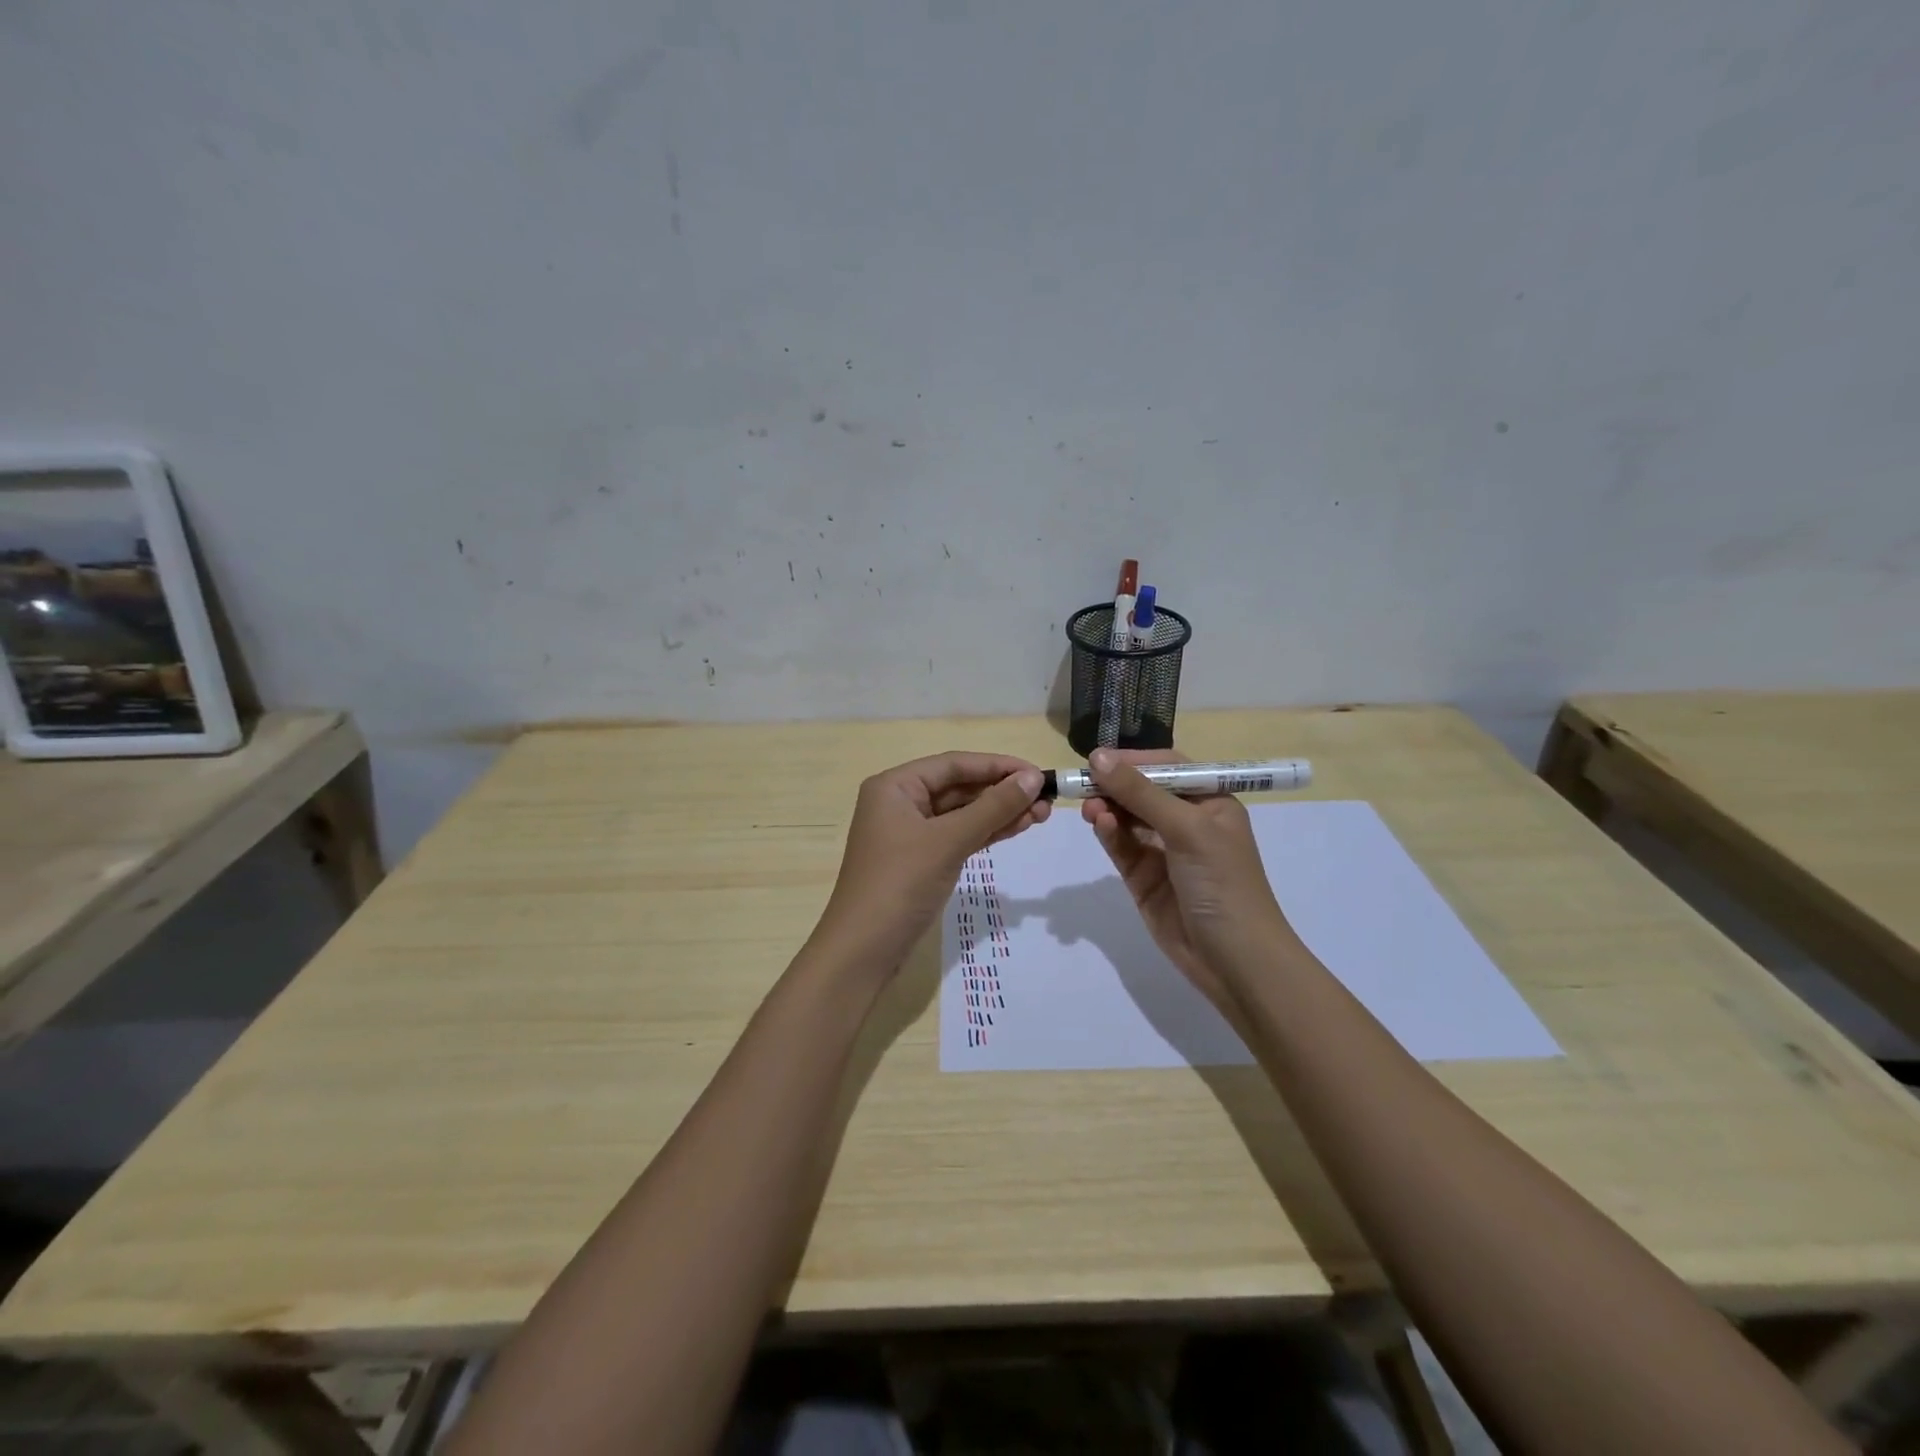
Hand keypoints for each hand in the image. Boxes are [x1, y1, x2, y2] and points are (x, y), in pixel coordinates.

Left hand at [816, 752, 1049, 968]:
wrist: (864, 950)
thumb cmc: (900, 884)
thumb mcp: (948, 841)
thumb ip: (992, 808)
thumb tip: (1032, 778)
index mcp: (895, 786)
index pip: (954, 764)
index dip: (998, 766)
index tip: (1038, 773)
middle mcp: (901, 803)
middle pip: (959, 787)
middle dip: (1002, 791)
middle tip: (1046, 799)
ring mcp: (911, 833)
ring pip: (962, 813)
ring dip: (1000, 812)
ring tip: (1042, 814)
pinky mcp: (922, 860)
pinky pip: (959, 836)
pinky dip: (987, 832)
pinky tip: (1018, 828)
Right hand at [1080, 748, 1298, 1013]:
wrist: (1233, 960)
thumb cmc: (1222, 882)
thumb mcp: (1187, 828)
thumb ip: (1140, 792)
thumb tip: (1098, 757)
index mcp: (1210, 802)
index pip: (1167, 767)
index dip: (1134, 760)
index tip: (1098, 758)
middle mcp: (1186, 821)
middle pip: (1142, 791)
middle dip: (1114, 785)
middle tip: (1082, 783)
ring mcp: (1163, 850)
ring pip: (1127, 818)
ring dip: (1107, 808)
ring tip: (1088, 807)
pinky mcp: (1143, 877)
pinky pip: (1121, 846)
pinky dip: (1108, 833)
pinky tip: (1098, 824)